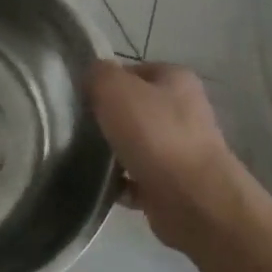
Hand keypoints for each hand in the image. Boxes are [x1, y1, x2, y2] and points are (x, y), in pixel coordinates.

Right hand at [87, 60, 247, 252]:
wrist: (193, 201)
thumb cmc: (155, 135)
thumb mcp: (115, 89)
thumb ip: (99, 74)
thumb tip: (93, 74)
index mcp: (176, 79)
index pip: (134, 71)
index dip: (106, 81)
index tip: (82, 97)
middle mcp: (184, 111)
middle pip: (134, 108)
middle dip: (108, 118)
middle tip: (79, 127)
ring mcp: (182, 150)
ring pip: (136, 144)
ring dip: (113, 152)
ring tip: (85, 158)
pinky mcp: (174, 185)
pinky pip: (137, 178)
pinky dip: (121, 183)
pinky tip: (103, 185)